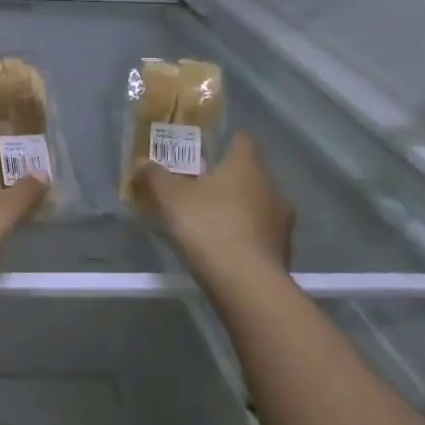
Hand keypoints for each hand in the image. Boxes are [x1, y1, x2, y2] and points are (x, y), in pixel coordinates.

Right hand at [134, 134, 294, 283]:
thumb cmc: (208, 225)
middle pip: (249, 174)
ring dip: (238, 209)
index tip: (205, 150)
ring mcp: (281, 222)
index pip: (242, 140)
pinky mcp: (283, 251)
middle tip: (198, 187)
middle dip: (226, 179)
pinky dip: (245, 235)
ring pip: (257, 205)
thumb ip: (155, 176)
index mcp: (247, 166)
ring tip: (210, 221)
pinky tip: (224, 247)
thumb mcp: (170, 197)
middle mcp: (272, 188)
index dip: (225, 141)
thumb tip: (142, 162)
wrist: (246, 283)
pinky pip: (261, 233)